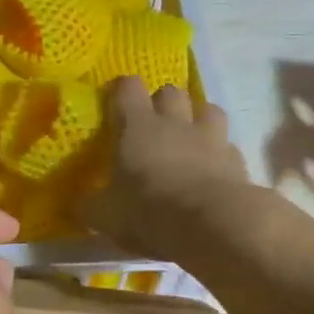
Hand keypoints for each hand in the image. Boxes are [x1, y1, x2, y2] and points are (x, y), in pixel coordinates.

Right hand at [82, 78, 257, 261]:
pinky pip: (228, 146)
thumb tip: (77, 203)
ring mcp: (211, 139)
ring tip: (189, 138)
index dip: (121, 90)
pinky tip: (212, 171)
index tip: (113, 102)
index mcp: (137, 126)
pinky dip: (220, 153)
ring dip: (198, 118)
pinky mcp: (237, 161)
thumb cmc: (148, 211)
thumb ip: (89, 205)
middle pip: (171, 91)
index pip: (128, 88)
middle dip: (162, 101)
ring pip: (208, 109)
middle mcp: (174, 123)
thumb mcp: (104, 215)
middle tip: (152, 123)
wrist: (214, 226)